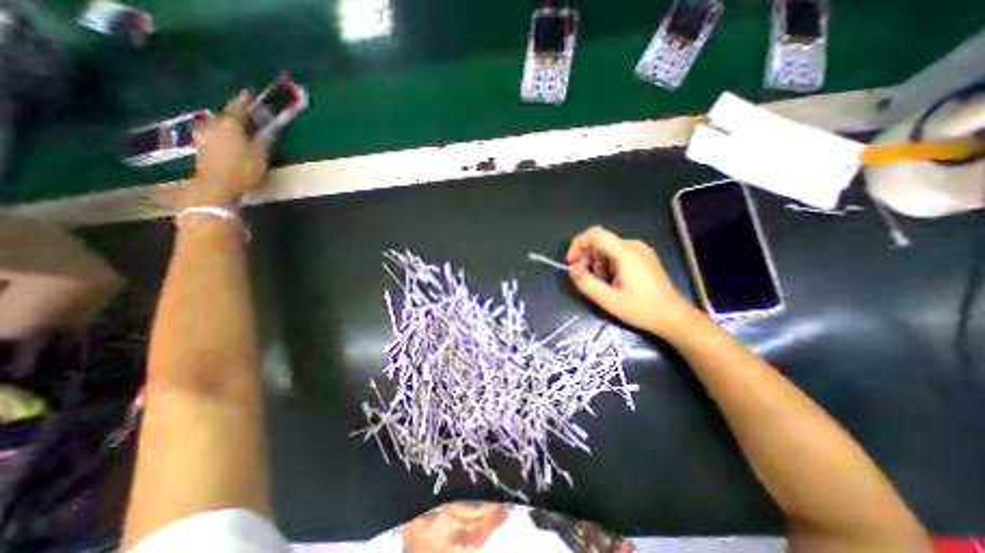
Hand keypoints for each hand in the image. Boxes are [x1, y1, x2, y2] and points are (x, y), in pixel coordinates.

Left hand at [181, 91, 266, 207]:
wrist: (217, 187)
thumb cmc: (243, 171)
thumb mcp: (260, 157)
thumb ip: (263, 140)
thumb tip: (267, 129)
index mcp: (231, 125)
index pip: (238, 107)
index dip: (245, 100)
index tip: (250, 92)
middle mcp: (215, 125)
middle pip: (226, 115)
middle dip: (237, 112)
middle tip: (248, 111)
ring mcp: (206, 135)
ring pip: (219, 123)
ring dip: (229, 122)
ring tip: (238, 125)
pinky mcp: (202, 146)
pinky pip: (214, 133)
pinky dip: (222, 132)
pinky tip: (227, 137)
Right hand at [566, 224, 694, 337]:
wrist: (674, 317)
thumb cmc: (641, 309)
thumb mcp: (609, 300)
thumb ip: (587, 283)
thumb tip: (571, 270)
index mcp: (625, 252)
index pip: (595, 234)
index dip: (578, 244)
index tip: (571, 262)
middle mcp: (633, 245)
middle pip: (600, 240)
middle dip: (586, 255)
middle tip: (582, 275)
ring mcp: (640, 250)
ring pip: (608, 247)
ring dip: (596, 261)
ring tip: (598, 281)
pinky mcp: (643, 257)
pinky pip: (618, 253)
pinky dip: (607, 263)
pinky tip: (610, 280)